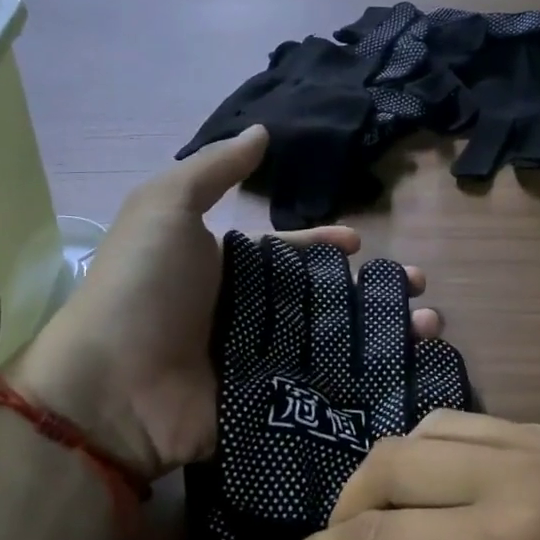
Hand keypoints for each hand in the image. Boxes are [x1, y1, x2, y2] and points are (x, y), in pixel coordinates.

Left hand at [15, 127, 441, 479]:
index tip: (360, 244)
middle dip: (370, 291)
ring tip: (429, 326)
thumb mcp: (165, 207)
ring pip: (335, 344)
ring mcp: (260, 364)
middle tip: (419, 289)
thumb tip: (261, 132)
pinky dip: (366, 380)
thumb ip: (213, 169)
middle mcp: (247, 315)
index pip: (289, 255)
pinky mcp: (268, 407)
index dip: (324, 247)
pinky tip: (410, 369)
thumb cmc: (142, 286)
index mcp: (227, 269)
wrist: (110, 387)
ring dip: (383, 333)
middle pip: (322, 300)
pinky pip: (325, 389)